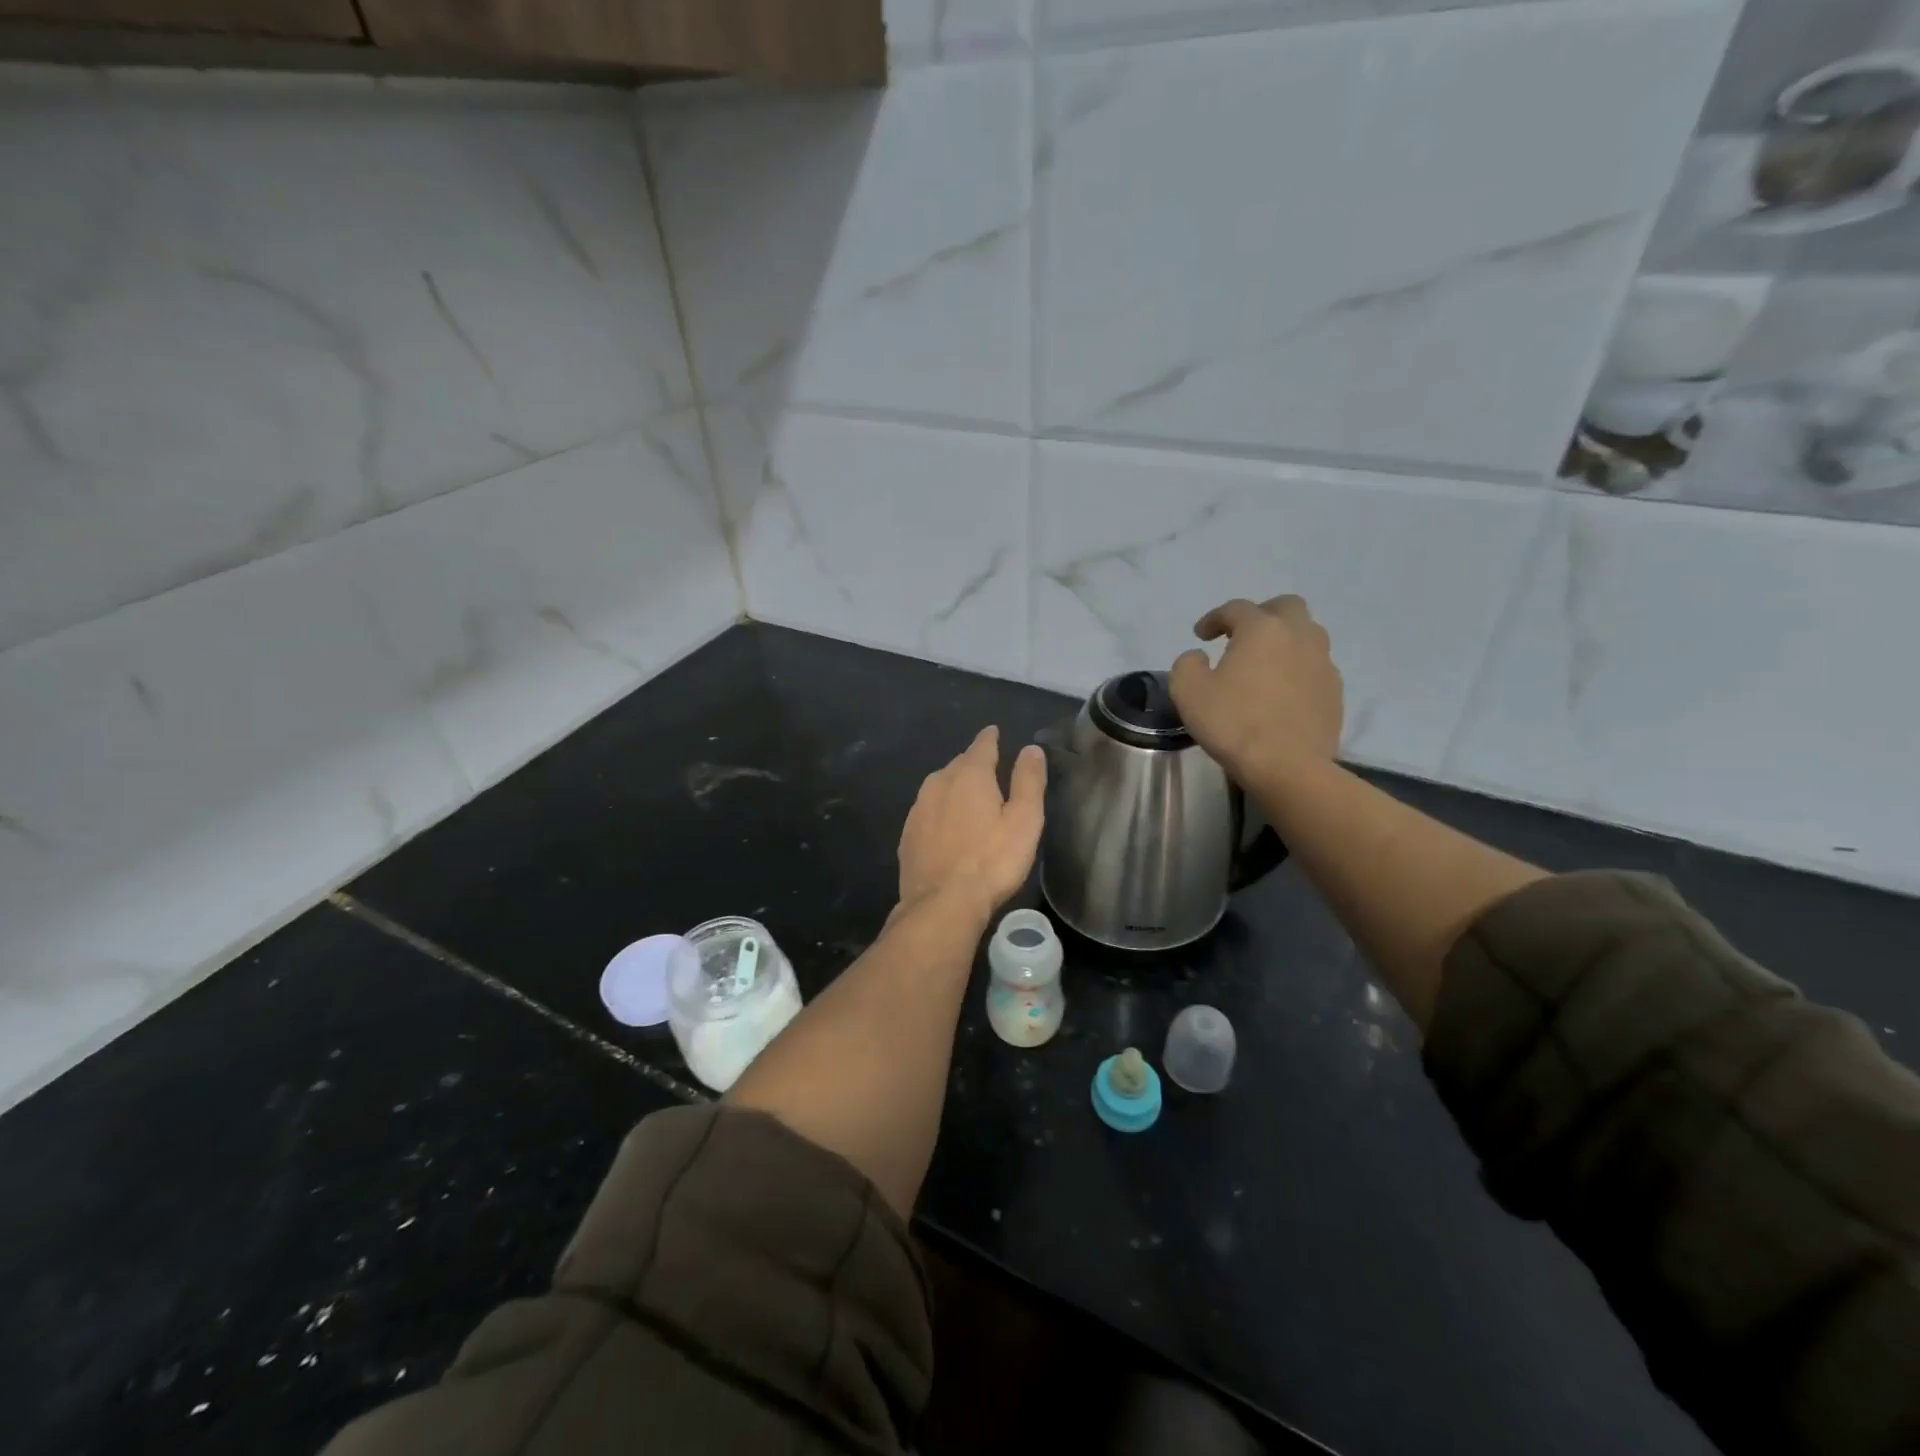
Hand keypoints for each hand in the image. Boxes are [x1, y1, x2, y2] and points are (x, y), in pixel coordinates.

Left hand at [897, 726, 1045, 920]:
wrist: (942, 904)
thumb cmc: (992, 861)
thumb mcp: (1024, 820)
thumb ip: (1028, 781)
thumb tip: (1030, 749)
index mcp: (969, 775)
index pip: (981, 746)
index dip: (990, 738)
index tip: (994, 732)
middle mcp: (938, 783)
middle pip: (958, 765)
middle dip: (973, 763)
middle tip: (988, 769)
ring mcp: (918, 809)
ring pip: (939, 787)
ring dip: (954, 787)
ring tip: (968, 796)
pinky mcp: (907, 835)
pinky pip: (928, 811)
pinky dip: (940, 811)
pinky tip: (947, 826)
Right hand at [1169, 595, 1342, 780]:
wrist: (1287, 766)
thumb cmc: (1233, 722)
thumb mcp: (1188, 690)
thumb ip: (1188, 664)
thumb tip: (1199, 656)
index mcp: (1262, 629)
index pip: (1237, 608)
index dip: (1214, 618)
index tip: (1201, 635)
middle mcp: (1299, 636)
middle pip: (1286, 607)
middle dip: (1262, 614)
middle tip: (1242, 636)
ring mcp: (1323, 664)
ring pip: (1307, 635)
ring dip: (1285, 640)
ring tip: (1265, 664)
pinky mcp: (1335, 692)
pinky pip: (1315, 667)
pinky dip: (1297, 669)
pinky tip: (1282, 692)